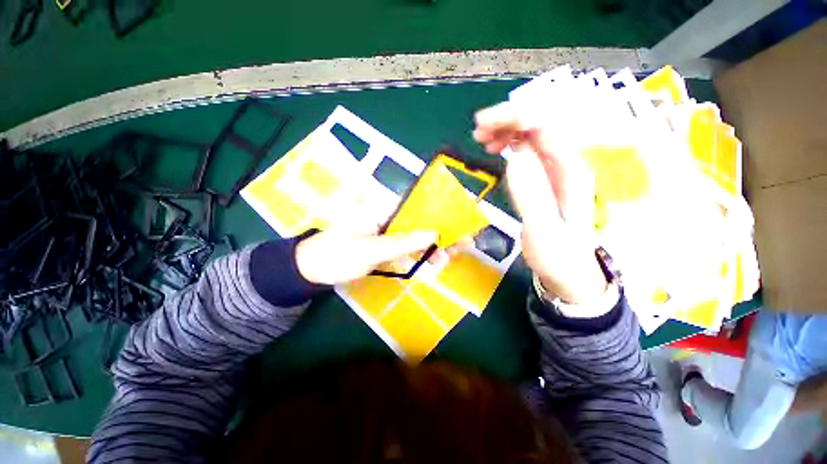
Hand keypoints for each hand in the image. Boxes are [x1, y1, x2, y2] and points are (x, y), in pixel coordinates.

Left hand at [294, 212, 467, 285]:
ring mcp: (387, 233)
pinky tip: (433, 261)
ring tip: (451, 255)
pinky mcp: (386, 246)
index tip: (459, 222)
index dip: (440, 213)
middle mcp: (388, 217)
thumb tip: (434, 234)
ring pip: (416, 236)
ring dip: (433, 246)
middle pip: (420, 222)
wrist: (312, 270)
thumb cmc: (337, 254)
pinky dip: (420, 255)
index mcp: (383, 208)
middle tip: (463, 243)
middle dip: (441, 233)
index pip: (417, 206)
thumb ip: (403, 242)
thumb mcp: (371, 249)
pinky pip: (408, 248)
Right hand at [473, 102, 607, 304]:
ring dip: (507, 129)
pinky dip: (509, 142)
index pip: (545, 126)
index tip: (481, 125)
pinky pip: (528, 148)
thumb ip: (531, 194)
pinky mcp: (545, 176)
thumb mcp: (543, 230)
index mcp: (571, 172)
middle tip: (477, 131)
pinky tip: (496, 148)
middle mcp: (566, 163)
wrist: (568, 271)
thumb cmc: (558, 256)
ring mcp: (556, 168)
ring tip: (482, 139)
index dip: (513, 117)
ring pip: (533, 133)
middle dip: (507, 119)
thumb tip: (514, 157)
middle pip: (540, 122)